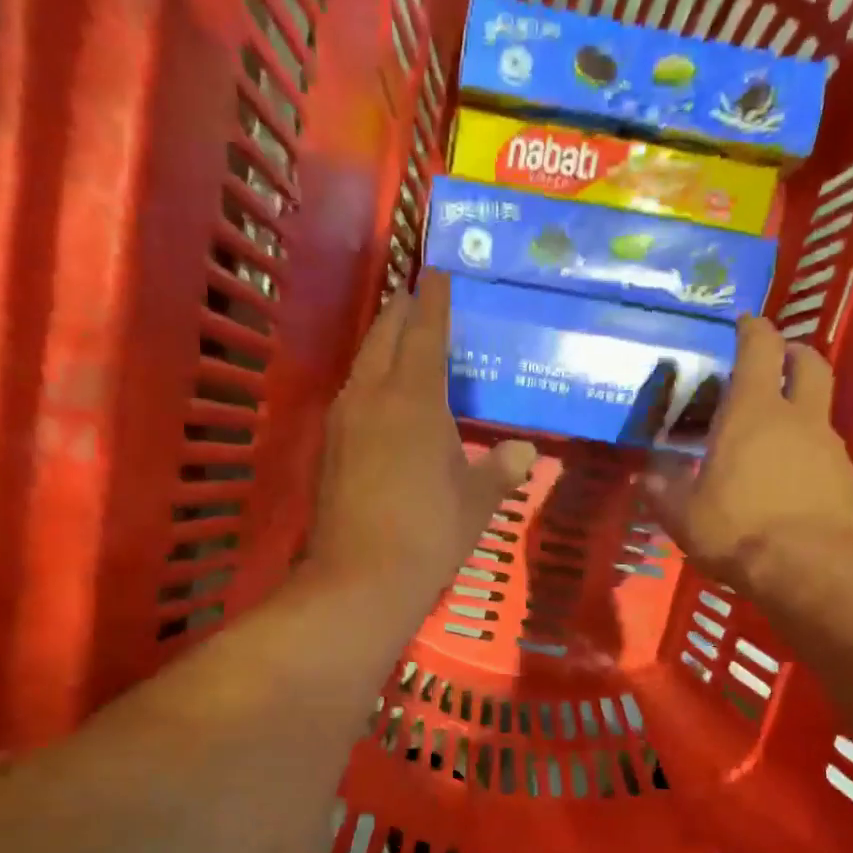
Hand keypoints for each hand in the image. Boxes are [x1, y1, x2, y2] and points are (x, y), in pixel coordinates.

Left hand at [307, 273, 536, 617]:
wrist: (360, 578)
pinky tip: (382, 401)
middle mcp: (371, 395)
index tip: (438, 274)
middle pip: (383, 336)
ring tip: (401, 343)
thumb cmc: (428, 532)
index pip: (424, 331)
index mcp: (414, 397)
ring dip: (381, 346)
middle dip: (400, 312)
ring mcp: (342, 420)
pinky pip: (352, 397)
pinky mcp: (328, 448)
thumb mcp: (475, 501)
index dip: (434, 300)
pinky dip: (370, 383)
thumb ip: (499, 470)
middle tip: (418, 298)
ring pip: (362, 365)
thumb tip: (524, 452)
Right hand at [642, 317, 852, 596]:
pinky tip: (788, 483)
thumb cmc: (736, 529)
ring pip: (818, 410)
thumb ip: (664, 492)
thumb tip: (650, 480)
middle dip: (791, 354)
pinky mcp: (846, 478)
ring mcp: (829, 446)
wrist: (808, 569)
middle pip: (808, 362)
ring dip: (798, 411)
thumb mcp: (683, 515)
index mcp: (752, 412)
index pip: (760, 347)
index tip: (743, 323)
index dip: (752, 328)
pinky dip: (807, 454)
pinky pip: (825, 452)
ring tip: (769, 441)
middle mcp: (798, 417)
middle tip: (772, 364)